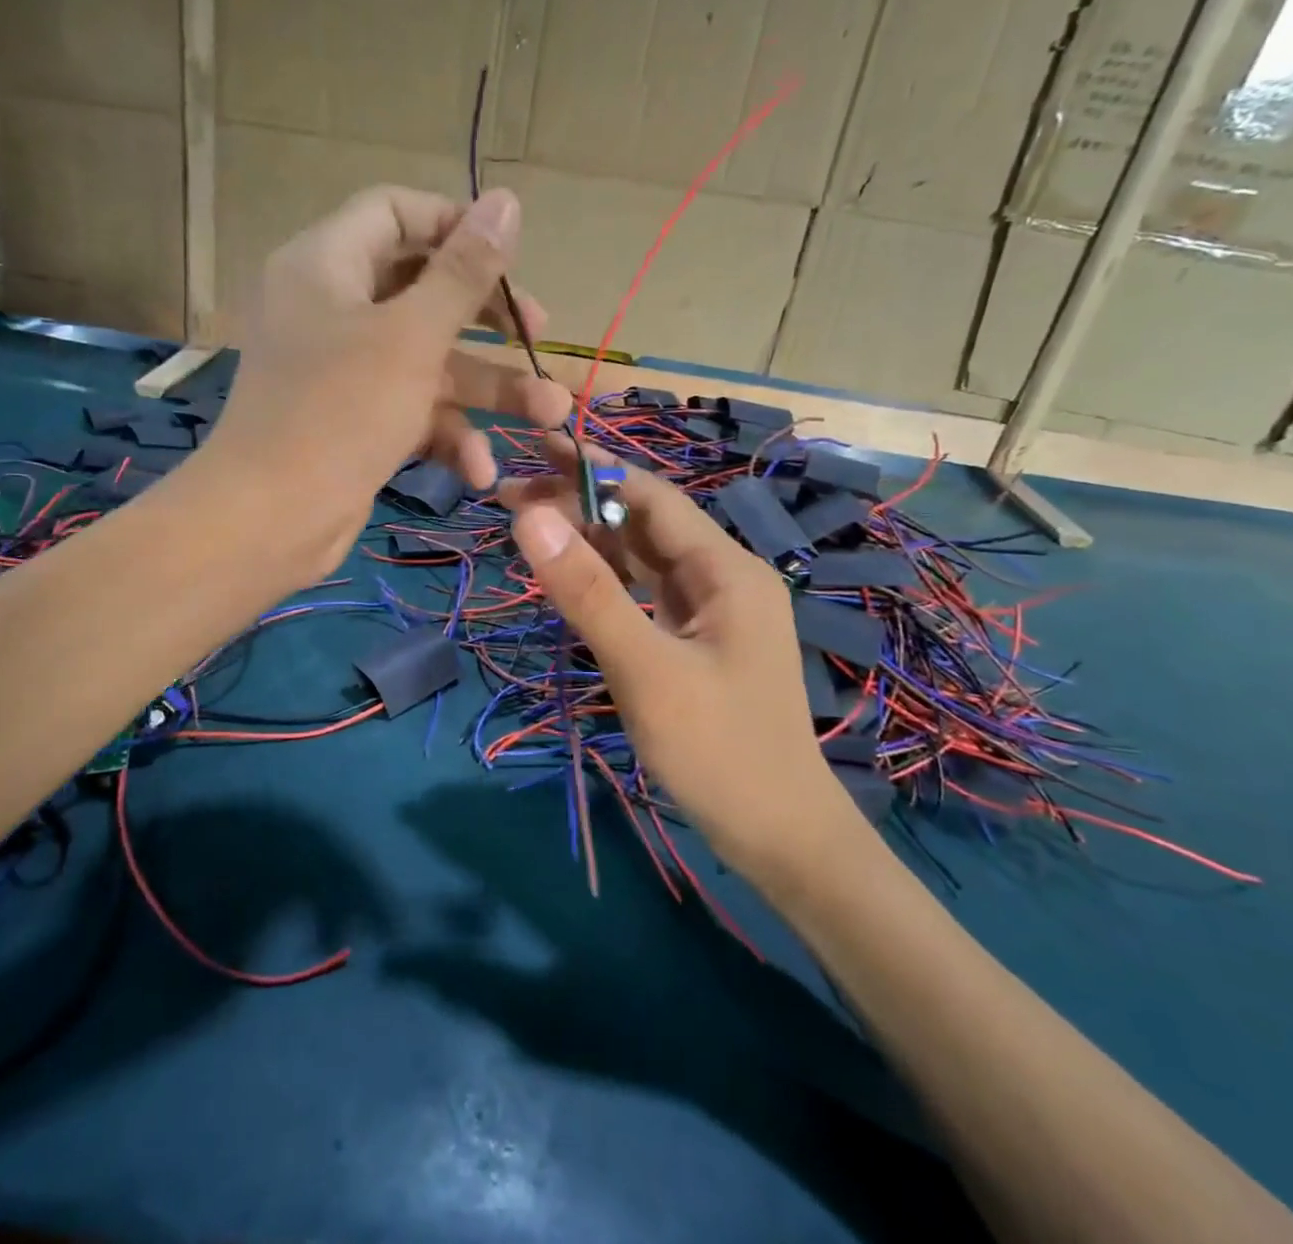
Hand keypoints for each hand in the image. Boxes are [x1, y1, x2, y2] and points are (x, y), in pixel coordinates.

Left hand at [206, 186, 570, 574]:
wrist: (270, 521)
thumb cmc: (341, 412)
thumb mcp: (412, 336)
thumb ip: (463, 271)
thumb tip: (506, 199)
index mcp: (327, 263)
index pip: (395, 212)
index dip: (455, 226)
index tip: (509, 259)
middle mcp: (331, 307)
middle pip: (421, 288)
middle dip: (487, 318)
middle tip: (538, 335)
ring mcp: (342, 368)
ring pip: (427, 358)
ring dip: (487, 388)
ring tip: (548, 413)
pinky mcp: (354, 419)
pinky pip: (409, 408)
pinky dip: (445, 433)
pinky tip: (477, 470)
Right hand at [500, 440, 872, 884]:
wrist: (782, 838)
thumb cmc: (719, 752)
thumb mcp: (645, 669)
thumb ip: (588, 592)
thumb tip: (528, 516)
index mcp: (724, 568)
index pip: (650, 495)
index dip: (591, 470)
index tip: (530, 453)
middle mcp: (722, 577)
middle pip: (645, 523)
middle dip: (581, 504)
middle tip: (510, 499)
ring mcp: (712, 611)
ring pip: (643, 559)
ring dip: (591, 541)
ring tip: (528, 528)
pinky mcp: (698, 641)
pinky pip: (646, 594)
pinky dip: (606, 581)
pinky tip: (571, 579)